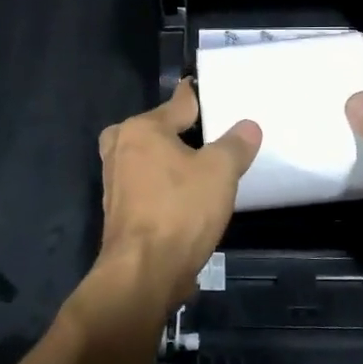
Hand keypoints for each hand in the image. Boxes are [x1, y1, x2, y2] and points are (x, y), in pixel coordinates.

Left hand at [92, 80, 261, 317]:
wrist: (143, 273)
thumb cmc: (180, 211)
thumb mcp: (220, 172)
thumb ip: (235, 145)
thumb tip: (248, 126)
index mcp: (141, 129)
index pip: (179, 103)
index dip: (200, 98)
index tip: (210, 90)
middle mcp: (120, 147)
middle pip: (160, 130)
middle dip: (184, 133)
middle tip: (216, 137)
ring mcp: (115, 181)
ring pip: (152, 159)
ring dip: (174, 163)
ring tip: (206, 169)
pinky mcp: (119, 210)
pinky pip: (148, 185)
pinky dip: (166, 186)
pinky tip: (188, 198)